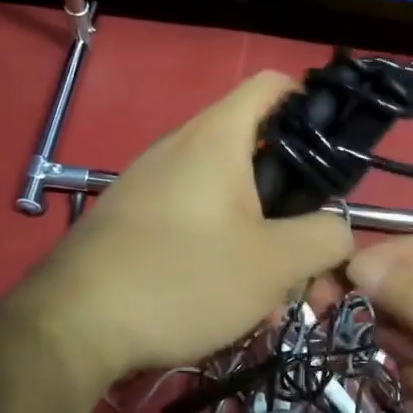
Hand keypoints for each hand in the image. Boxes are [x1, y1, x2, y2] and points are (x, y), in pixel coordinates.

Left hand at [21, 72, 353, 380]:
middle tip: (309, 260)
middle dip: (294, 206)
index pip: (273, 85)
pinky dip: (223, 252)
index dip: (313, 104)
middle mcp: (181, 147)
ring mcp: (151, 183)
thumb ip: (325, 237)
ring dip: (261, 241)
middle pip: (258, 154)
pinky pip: (194, 221)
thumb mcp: (275, 264)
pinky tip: (228, 305)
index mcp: (217, 137)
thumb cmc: (183, 279)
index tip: (335, 155)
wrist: (72, 326)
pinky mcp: (133, 219)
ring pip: (228, 199)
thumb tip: (340, 227)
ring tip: (271, 299)